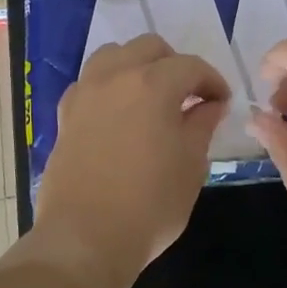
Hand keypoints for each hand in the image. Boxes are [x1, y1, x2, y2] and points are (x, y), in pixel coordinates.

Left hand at [33, 34, 230, 287]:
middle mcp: (115, 77)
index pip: (191, 66)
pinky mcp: (65, 116)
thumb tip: (209, 105)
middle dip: (174, 65)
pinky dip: (109, 87)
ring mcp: (84, 94)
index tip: (221, 103)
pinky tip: (119, 116)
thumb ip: (202, 125)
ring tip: (151, 98)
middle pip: (149, 48)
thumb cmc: (150, 204)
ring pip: (112, 56)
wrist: (85, 239)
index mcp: (152, 84)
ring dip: (137, 67)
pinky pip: (90, 84)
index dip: (212, 81)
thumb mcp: (191, 165)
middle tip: (189, 96)